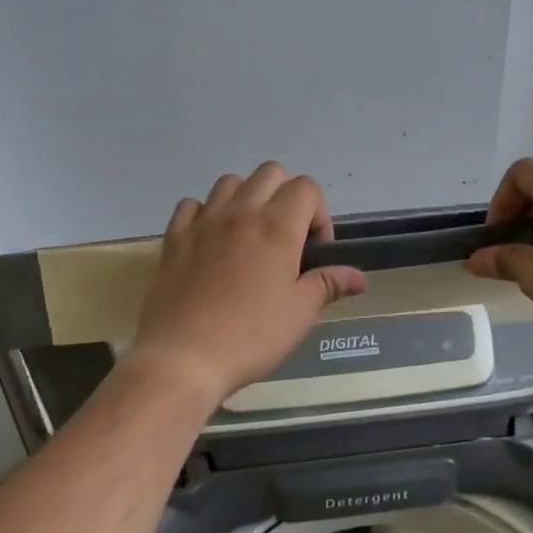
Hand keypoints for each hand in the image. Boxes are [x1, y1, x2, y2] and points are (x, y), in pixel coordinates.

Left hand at [131, 164, 366, 406]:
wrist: (182, 358)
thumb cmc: (250, 336)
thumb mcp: (299, 313)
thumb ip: (328, 285)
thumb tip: (357, 277)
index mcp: (277, 226)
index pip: (306, 187)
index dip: (318, 215)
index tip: (314, 253)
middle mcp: (240, 212)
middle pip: (270, 174)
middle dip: (286, 197)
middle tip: (286, 241)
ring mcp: (203, 222)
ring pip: (230, 182)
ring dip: (246, 199)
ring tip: (249, 237)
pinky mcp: (174, 238)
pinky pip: (192, 205)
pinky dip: (206, 213)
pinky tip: (211, 242)